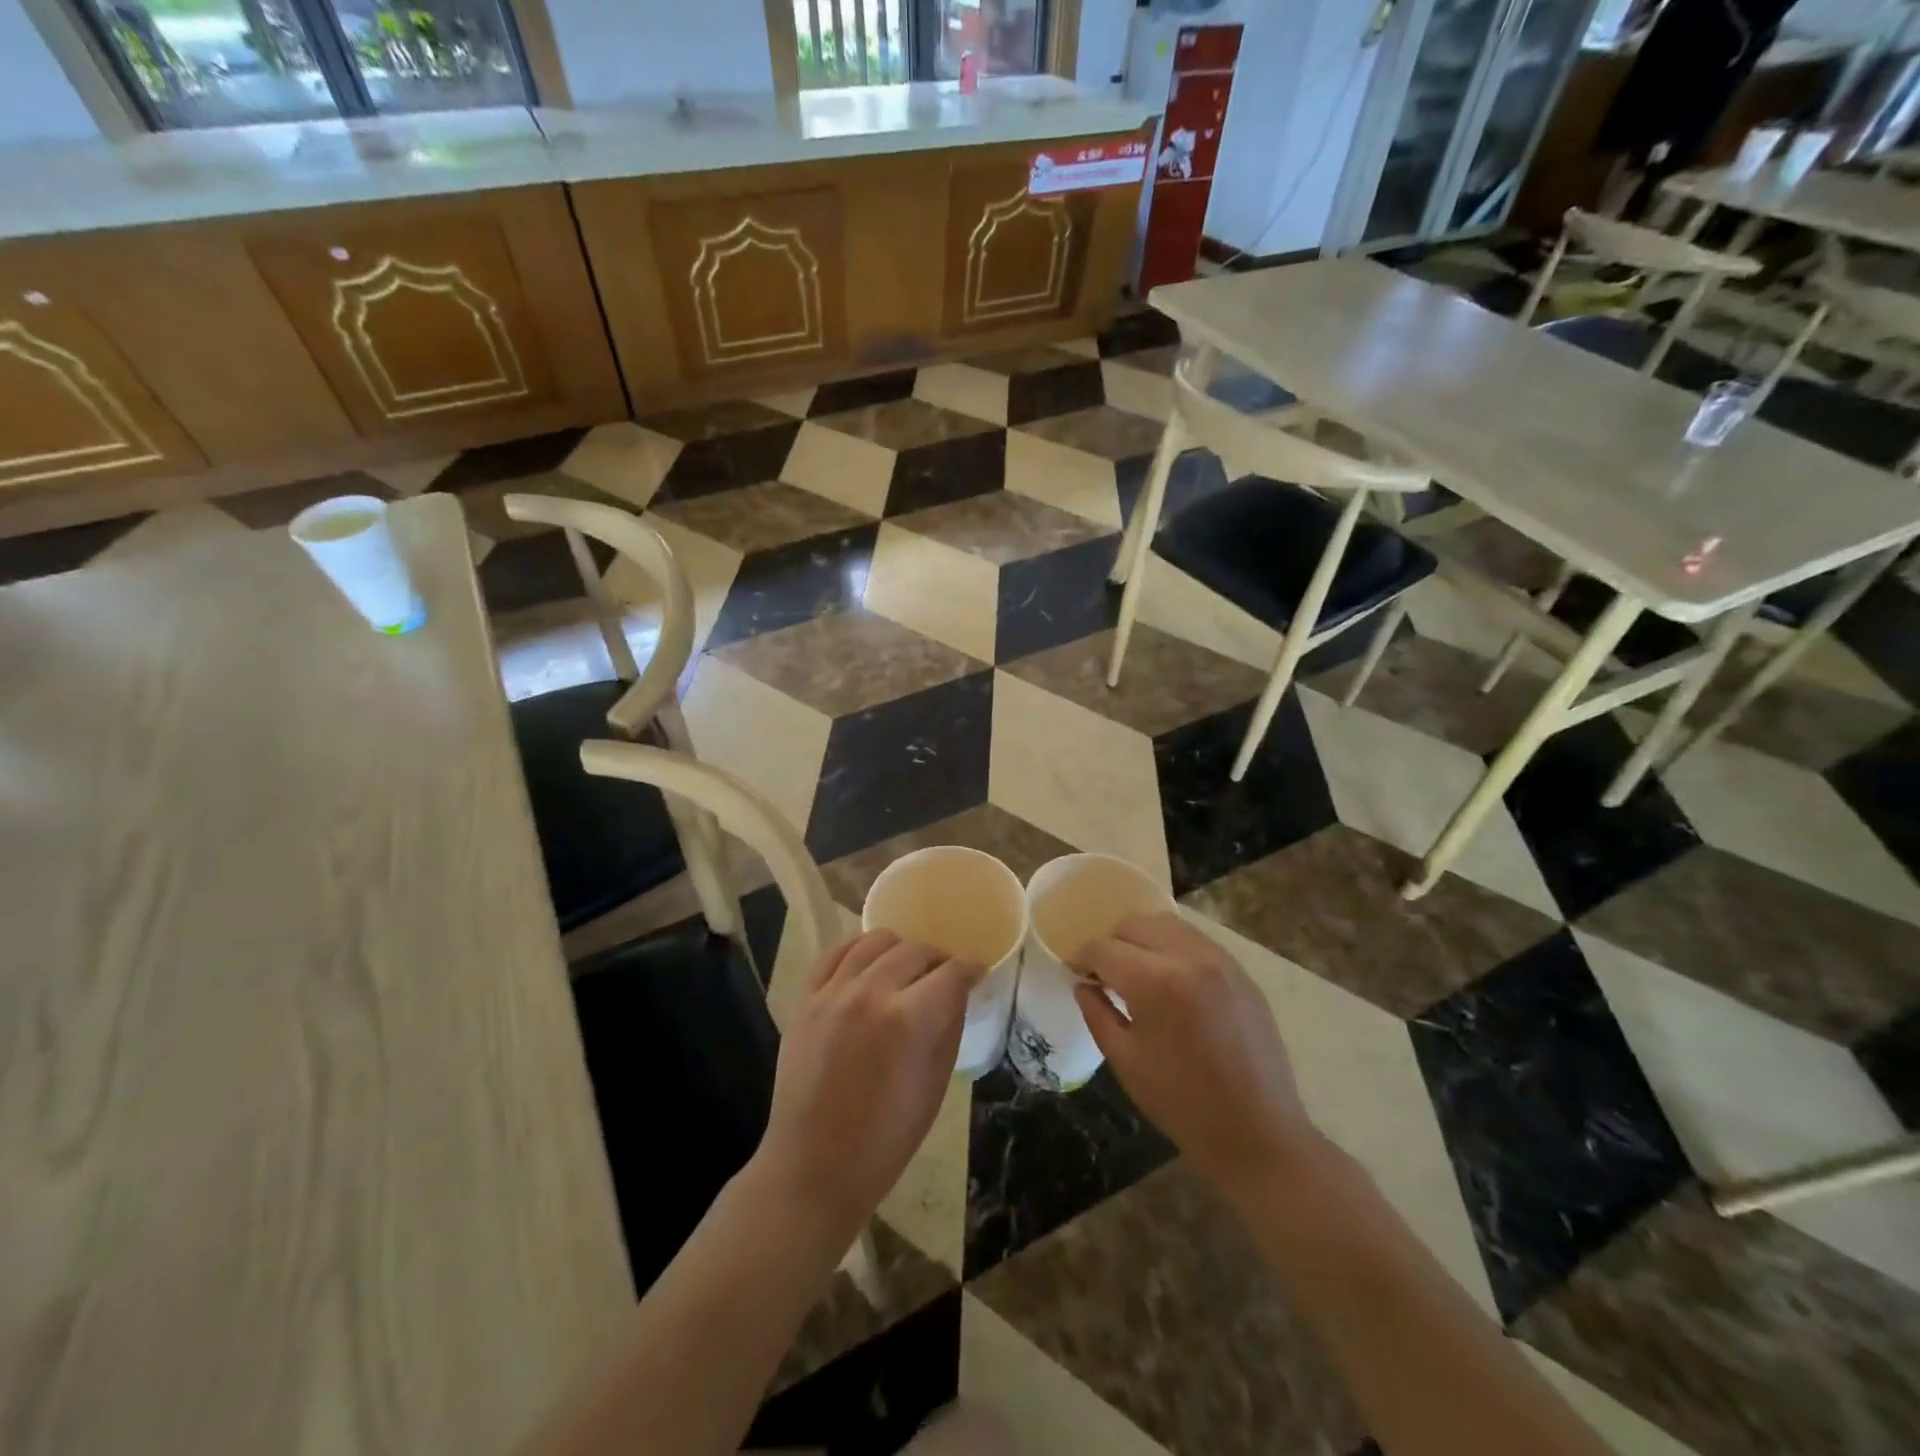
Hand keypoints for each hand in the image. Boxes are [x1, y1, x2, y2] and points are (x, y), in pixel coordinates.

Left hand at [757, 931, 982, 1235]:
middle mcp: (870, 993)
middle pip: (915, 950)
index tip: (977, 971)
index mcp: (908, 1020)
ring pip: (874, 941)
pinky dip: (857, 950)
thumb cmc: (885, 1140)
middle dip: (938, 958)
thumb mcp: (934, 1086)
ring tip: (906, 966)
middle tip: (944, 975)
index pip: (951, 973)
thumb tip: (957, 992)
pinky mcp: (805, 1000)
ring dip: (899, 948)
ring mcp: (832, 993)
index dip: (970, 968)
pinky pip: (834, 954)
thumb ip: (948, 1028)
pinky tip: (868, 962)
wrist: (813, 1168)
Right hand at [1073, 912, 1321, 1197]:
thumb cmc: (1182, 1103)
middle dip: (1112, 943)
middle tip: (1103, 973)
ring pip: (1168, 924)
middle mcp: (1190, 957)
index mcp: (1156, 982)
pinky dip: (1172, 947)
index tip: (1074, 970)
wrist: (1258, 1133)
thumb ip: (1097, 1013)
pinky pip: (1196, 941)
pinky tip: (1169, 978)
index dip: (1082, 957)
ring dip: (1142, 939)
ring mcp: (1221, 961)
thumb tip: (1083, 984)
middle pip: (1136, 925)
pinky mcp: (1241, 973)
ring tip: (1135, 971)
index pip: (1105, 948)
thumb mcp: (1125, 1060)